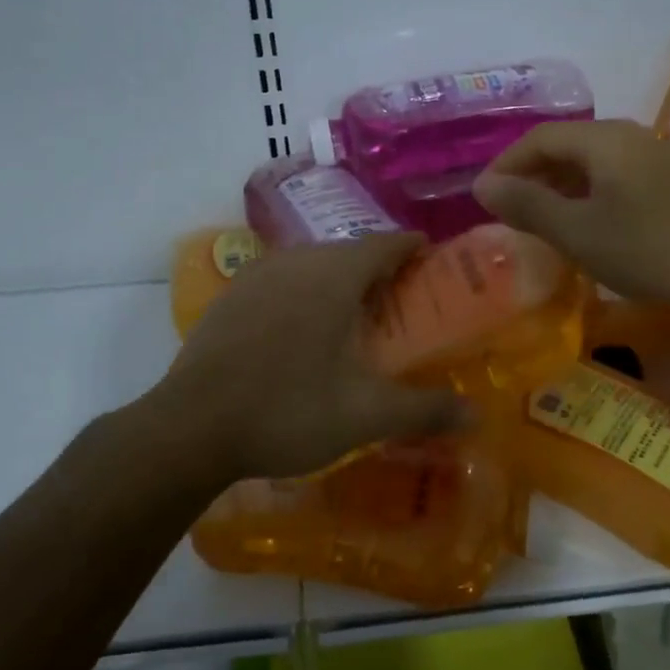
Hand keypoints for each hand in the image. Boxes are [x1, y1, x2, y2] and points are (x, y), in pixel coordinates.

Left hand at [154, 233, 471, 483]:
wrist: (192, 426)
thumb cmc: (288, 409)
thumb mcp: (366, 414)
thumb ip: (425, 410)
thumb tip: (478, 417)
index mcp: (334, 274)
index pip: (386, 243)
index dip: (413, 248)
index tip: (432, 258)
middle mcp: (296, 261)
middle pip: (348, 252)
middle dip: (378, 268)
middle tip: (399, 299)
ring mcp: (256, 275)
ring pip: (310, 264)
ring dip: (337, 279)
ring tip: (353, 313)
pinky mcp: (229, 297)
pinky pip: (279, 281)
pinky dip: (301, 293)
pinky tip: (300, 329)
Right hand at [472, 120, 669, 318]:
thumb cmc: (655, 247)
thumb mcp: (580, 232)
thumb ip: (529, 207)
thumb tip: (483, 186)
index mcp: (602, 140)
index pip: (538, 139)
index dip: (506, 165)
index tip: (485, 199)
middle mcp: (629, 137)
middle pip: (567, 147)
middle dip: (533, 177)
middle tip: (510, 214)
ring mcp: (658, 159)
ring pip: (594, 166)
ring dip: (562, 190)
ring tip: (544, 225)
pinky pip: (619, 181)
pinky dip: (592, 199)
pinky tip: (593, 230)